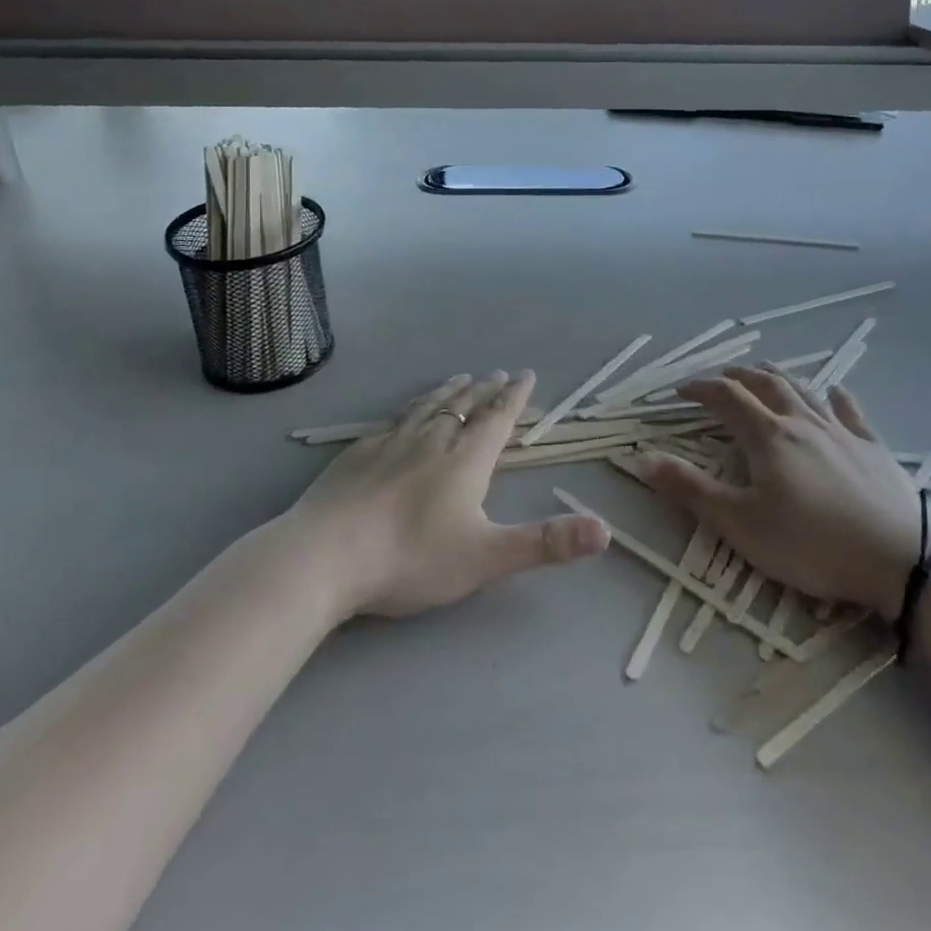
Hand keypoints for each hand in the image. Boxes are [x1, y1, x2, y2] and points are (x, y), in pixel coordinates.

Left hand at [293, 370, 608, 618]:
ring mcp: (391, 443)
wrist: (325, 555)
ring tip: (460, 379)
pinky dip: (409, 409)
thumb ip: (545, 543)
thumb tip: (605, 531)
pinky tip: (403, 414)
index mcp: (465, 459)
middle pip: (465, 406)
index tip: (526, 374)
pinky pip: (393, 420)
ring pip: (428, 408)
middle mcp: (432, 440)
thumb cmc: (410, 557)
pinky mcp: (358, 454)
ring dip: (449, 392)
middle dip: (486, 390)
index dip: (515, 397)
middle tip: (498, 373)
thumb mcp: (486, 557)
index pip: (497, 418)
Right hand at [643, 366, 921, 612]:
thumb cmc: (812, 544)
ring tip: (764, 374)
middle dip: (737, 376)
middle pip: (765, 384)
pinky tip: (835, 392)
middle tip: (719, 378)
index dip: (699, 388)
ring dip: (778, 377)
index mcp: (768, 436)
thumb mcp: (740, 524)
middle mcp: (802, 421)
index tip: (679, 391)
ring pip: (804, 389)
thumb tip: (641, 459)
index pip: (725, 397)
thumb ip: (690, 490)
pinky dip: (836, 397)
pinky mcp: (874, 447)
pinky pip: (851, 411)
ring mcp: (842, 431)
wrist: (901, 559)